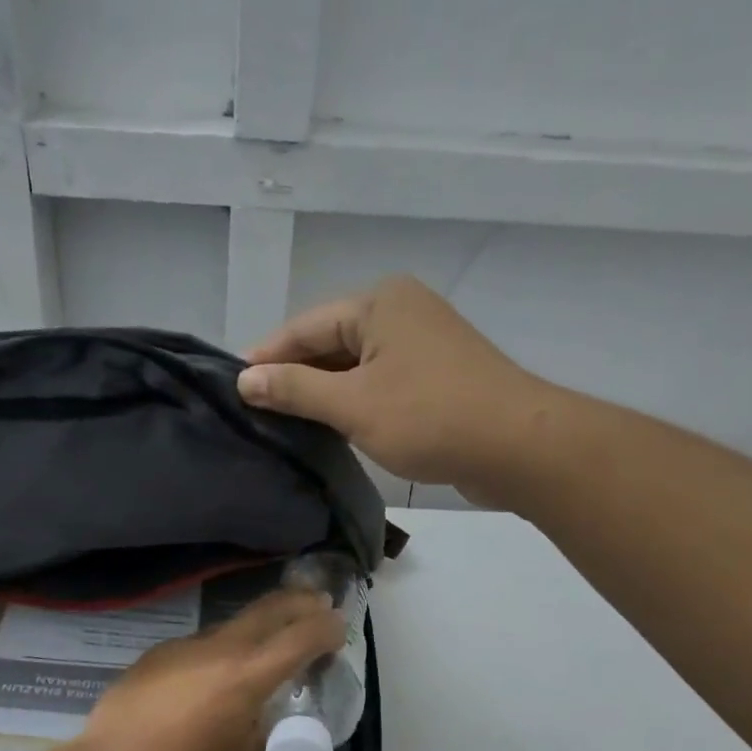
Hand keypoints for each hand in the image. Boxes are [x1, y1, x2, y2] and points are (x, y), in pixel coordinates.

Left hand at [67, 588, 345, 750]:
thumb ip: (263, 723)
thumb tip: (268, 709)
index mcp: (247, 675)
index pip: (300, 637)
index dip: (327, 628)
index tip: (340, 627)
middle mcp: (220, 648)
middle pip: (269, 609)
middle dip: (300, 602)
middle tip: (319, 602)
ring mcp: (186, 644)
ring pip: (234, 623)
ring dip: (260, 623)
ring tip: (270, 636)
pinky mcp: (159, 651)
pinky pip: (202, 642)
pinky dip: (222, 647)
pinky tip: (211, 672)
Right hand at [236, 275, 547, 501]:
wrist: (519, 447)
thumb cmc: (431, 417)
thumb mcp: (352, 405)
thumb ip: (295, 389)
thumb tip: (245, 380)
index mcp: (379, 303)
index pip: (305, 327)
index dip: (266, 358)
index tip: (233, 387)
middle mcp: (401, 312)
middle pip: (330, 343)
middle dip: (294, 377)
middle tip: (254, 411)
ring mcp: (423, 343)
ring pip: (356, 366)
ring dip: (324, 393)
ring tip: (283, 423)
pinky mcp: (438, 376)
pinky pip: (381, 382)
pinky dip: (355, 402)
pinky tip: (332, 428)